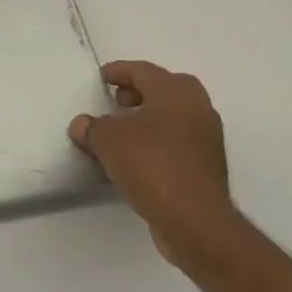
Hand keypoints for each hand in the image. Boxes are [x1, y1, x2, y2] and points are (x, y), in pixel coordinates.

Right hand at [69, 60, 243, 271]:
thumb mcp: (108, 140)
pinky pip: (180, 142)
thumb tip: (83, 125)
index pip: (144, 71)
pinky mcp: (208, 167)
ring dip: (151, 117)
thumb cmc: (151, 165)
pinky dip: (159, 141)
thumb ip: (92, 127)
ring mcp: (207, 139)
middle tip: (118, 101)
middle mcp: (197, 109)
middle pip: (168, 88)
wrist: (194, 220)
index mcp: (174, 93)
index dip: (120, 71)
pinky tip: (137, 157)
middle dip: (142, 91)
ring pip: (176, 116)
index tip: (102, 78)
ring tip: (123, 132)